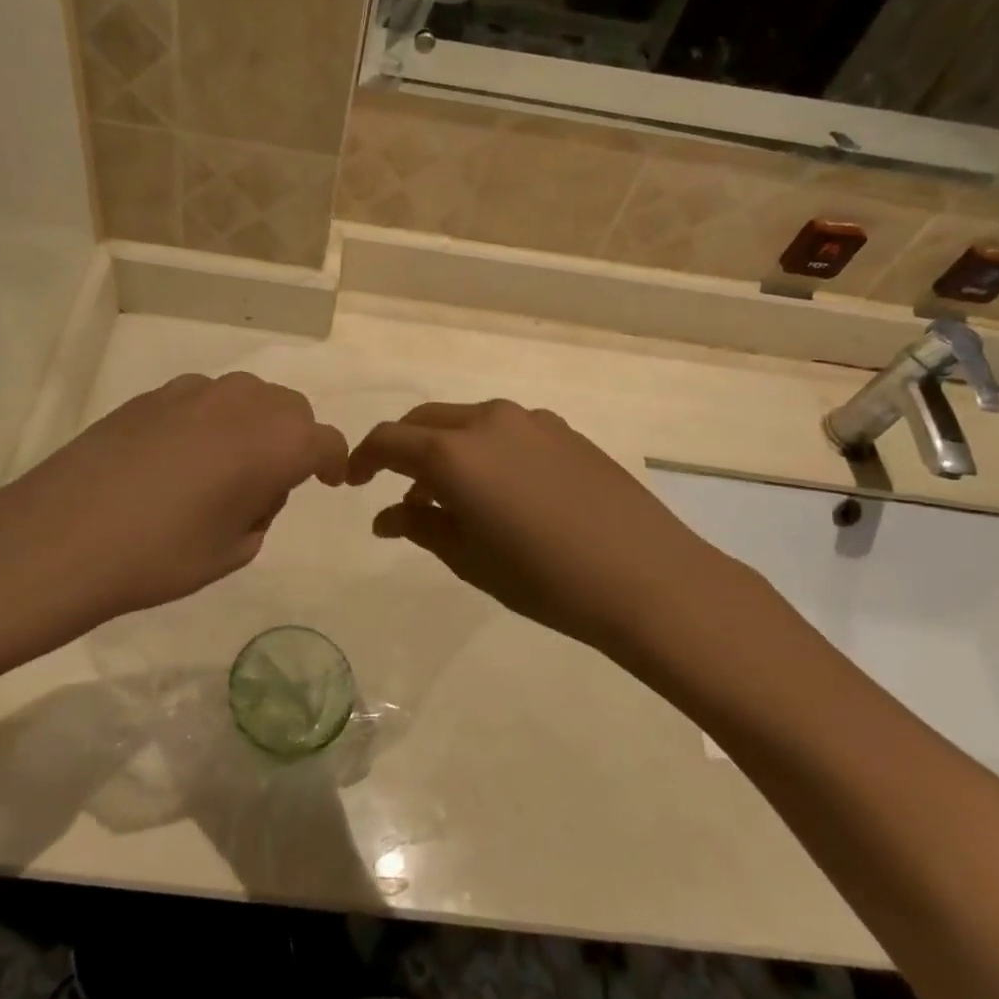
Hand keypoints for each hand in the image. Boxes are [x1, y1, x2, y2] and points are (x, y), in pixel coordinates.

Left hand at [0, 373, 347, 656]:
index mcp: (275, 441)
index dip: (334, 461)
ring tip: (222, 469)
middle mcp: (242, 402)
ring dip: (252, 425)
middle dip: (293, 439)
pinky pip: (202, 399)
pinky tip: (178, 458)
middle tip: (270, 482)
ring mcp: (193, 392)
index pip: (325, 441)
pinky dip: (210, 420)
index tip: (328, 480)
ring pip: (246, 397)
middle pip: (290, 408)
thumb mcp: (233, 550)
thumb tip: (254, 488)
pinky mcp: (151, 395)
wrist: (62, 537)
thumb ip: (261, 510)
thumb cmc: (161, 555)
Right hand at [347, 400, 757, 665]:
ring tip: (452, 497)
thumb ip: (421, 527)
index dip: (362, 458)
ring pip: (466, 422)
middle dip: (403, 449)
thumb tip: (386, 516)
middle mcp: (487, 421)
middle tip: (400, 490)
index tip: (353, 481)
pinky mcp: (564, 430)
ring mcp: (530, 421)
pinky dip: (484, 450)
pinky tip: (501, 490)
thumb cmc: (544, 578)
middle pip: (425, 421)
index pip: (388, 440)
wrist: (646, 577)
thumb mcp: (469, 559)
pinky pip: (506, 430)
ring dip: (446, 449)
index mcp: (454, 452)